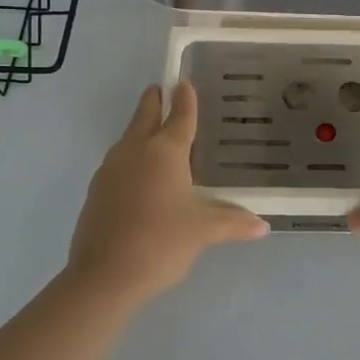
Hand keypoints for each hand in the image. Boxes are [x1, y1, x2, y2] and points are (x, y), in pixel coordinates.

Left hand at [66, 81, 268, 301]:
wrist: (103, 277)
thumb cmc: (161, 243)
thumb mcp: (203, 232)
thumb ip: (233, 223)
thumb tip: (262, 225)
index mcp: (165, 151)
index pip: (180, 115)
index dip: (186, 98)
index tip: (185, 82)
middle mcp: (135, 150)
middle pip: (145, 115)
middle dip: (156, 101)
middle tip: (164, 91)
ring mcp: (111, 169)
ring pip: (128, 137)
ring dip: (141, 128)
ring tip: (157, 134)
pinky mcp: (96, 190)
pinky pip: (118, 161)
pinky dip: (131, 157)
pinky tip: (140, 176)